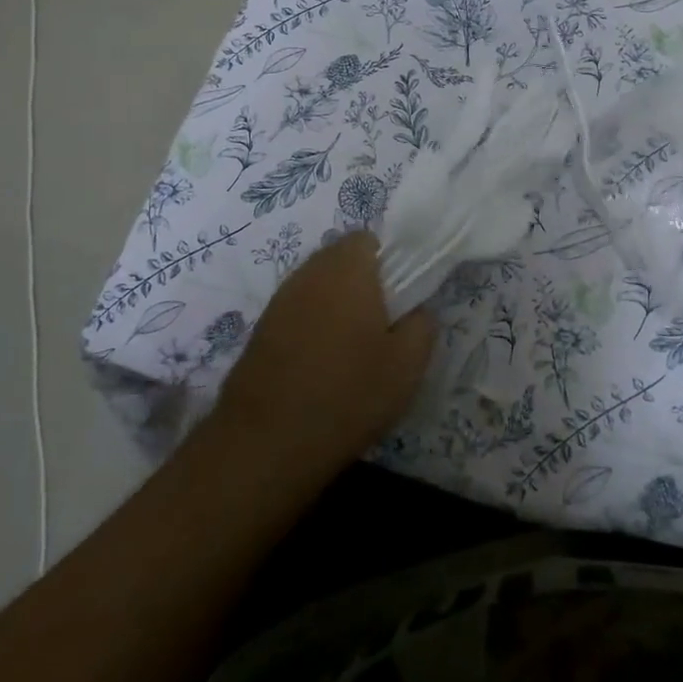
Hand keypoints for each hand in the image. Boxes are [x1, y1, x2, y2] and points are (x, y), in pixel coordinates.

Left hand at [212, 231, 434, 475]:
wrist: (267, 442)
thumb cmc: (348, 393)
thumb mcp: (408, 365)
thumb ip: (422, 324)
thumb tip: (417, 310)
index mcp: (347, 268)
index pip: (368, 239)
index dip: (387, 262)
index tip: (399, 297)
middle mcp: (309, 272)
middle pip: (340, 259)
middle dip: (361, 282)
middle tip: (380, 323)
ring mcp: (279, 300)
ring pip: (317, 286)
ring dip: (334, 304)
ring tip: (350, 348)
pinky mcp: (260, 329)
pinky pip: (296, 311)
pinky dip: (311, 326)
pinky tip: (320, 365)